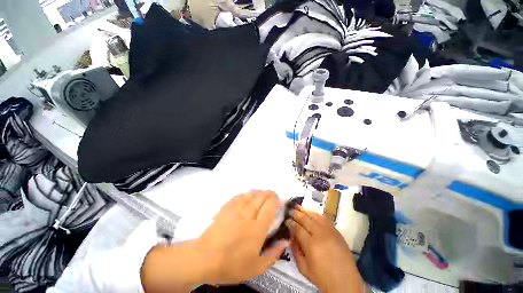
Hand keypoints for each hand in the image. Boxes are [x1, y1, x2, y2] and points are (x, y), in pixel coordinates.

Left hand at [141, 191, 288, 291]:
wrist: (204, 258)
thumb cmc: (231, 265)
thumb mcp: (256, 267)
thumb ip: (274, 253)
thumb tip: (285, 240)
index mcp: (257, 227)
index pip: (270, 206)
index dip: (276, 200)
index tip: (280, 201)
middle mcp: (248, 214)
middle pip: (262, 196)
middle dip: (270, 194)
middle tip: (273, 196)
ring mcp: (236, 209)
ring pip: (251, 194)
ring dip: (259, 192)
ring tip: (263, 194)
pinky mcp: (227, 207)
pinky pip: (239, 196)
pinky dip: (247, 194)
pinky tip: (248, 195)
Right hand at [286, 206, 364, 292]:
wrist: (345, 283)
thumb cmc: (322, 278)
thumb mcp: (303, 268)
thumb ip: (295, 250)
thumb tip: (291, 236)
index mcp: (311, 244)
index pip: (297, 228)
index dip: (290, 222)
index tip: (285, 219)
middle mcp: (320, 234)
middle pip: (305, 219)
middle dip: (296, 213)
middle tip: (289, 210)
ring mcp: (329, 231)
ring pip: (315, 216)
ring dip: (305, 211)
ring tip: (298, 207)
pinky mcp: (336, 231)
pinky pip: (324, 218)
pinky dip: (315, 214)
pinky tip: (310, 213)